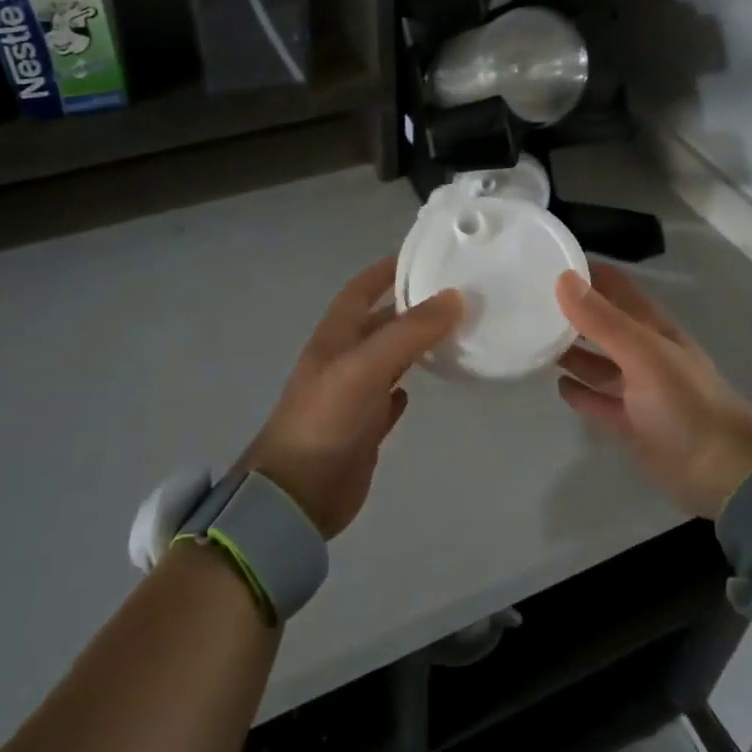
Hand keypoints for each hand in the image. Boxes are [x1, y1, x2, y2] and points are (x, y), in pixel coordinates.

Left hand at [244, 258, 462, 537]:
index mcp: (335, 336)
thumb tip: (454, 297)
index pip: (361, 288)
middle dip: (410, 306)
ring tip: (453, 333)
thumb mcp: (366, 367)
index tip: (425, 255)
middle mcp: (343, 359)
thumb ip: (409, 332)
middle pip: (379, 322)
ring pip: (387, 358)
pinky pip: (388, 398)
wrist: (296, 495)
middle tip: (456, 296)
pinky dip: (405, 387)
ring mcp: (352, 395)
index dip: (387, 269)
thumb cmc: (326, 419)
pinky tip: (424, 387)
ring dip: (413, 344)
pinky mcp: (362, 428)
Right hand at [555, 264, 751, 518]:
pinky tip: (557, 384)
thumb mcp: (642, 353)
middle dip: (572, 311)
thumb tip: (562, 277)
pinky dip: (579, 391)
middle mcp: (642, 352)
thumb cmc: (684, 402)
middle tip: (527, 299)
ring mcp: (636, 389)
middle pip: (602, 323)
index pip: (615, 286)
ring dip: (571, 351)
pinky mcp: (629, 422)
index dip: (586, 272)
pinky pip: (598, 400)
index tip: (547, 260)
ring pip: (597, 362)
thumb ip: (602, 319)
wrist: (723, 471)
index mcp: (651, 327)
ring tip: (533, 339)